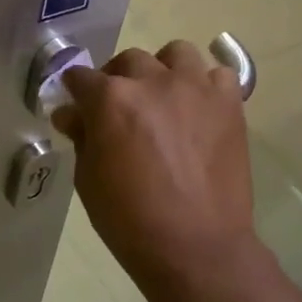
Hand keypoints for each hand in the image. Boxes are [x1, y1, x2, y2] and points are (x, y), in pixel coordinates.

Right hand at [54, 40, 257, 290]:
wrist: (196, 247)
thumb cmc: (130, 220)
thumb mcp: (88, 180)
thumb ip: (82, 137)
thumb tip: (72, 115)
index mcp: (111, 99)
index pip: (81, 77)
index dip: (74, 91)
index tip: (76, 105)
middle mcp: (153, 81)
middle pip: (128, 60)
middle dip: (117, 79)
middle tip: (119, 109)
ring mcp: (195, 88)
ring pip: (176, 54)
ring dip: (164, 71)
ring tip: (164, 98)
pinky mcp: (229, 103)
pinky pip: (218, 75)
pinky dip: (207, 85)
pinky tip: (200, 108)